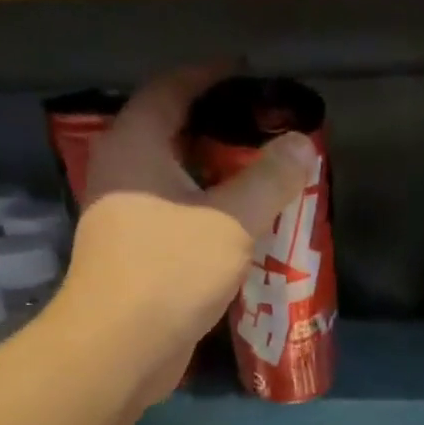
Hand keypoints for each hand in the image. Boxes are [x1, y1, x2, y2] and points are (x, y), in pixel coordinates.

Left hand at [62, 67, 313, 403]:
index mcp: (136, 145)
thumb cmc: (172, 271)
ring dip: (216, 182)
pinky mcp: (135, 258)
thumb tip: (302, 144)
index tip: (249, 78)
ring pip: (176, 184)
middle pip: (173, 137)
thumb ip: (269, 180)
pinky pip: (175, 221)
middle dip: (220, 134)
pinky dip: (207, 218)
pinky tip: (241, 234)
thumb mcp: (232, 221)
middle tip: (266, 137)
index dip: (210, 78)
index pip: (172, 89)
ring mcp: (124, 218)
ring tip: (263, 184)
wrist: (122, 346)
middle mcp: (121, 173)